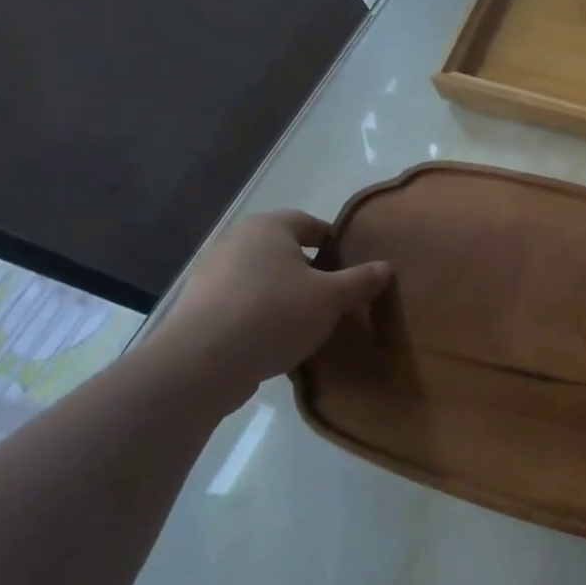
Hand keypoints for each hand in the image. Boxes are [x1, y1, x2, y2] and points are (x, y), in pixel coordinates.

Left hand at [151, 210, 390, 410]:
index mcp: (268, 227)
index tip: (351, 264)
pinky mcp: (198, 307)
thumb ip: (361, 280)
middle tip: (334, 293)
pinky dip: (260, 314)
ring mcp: (211, 274)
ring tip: (307, 320)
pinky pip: (241, 303)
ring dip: (284, 293)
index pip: (309, 223)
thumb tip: (386, 267)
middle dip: (309, 269)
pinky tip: (276, 338)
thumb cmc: (275, 314)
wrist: (203, 361)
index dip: (333, 241)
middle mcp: (235, 241)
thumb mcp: (331, 298)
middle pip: (284, 250)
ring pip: (261, 277)